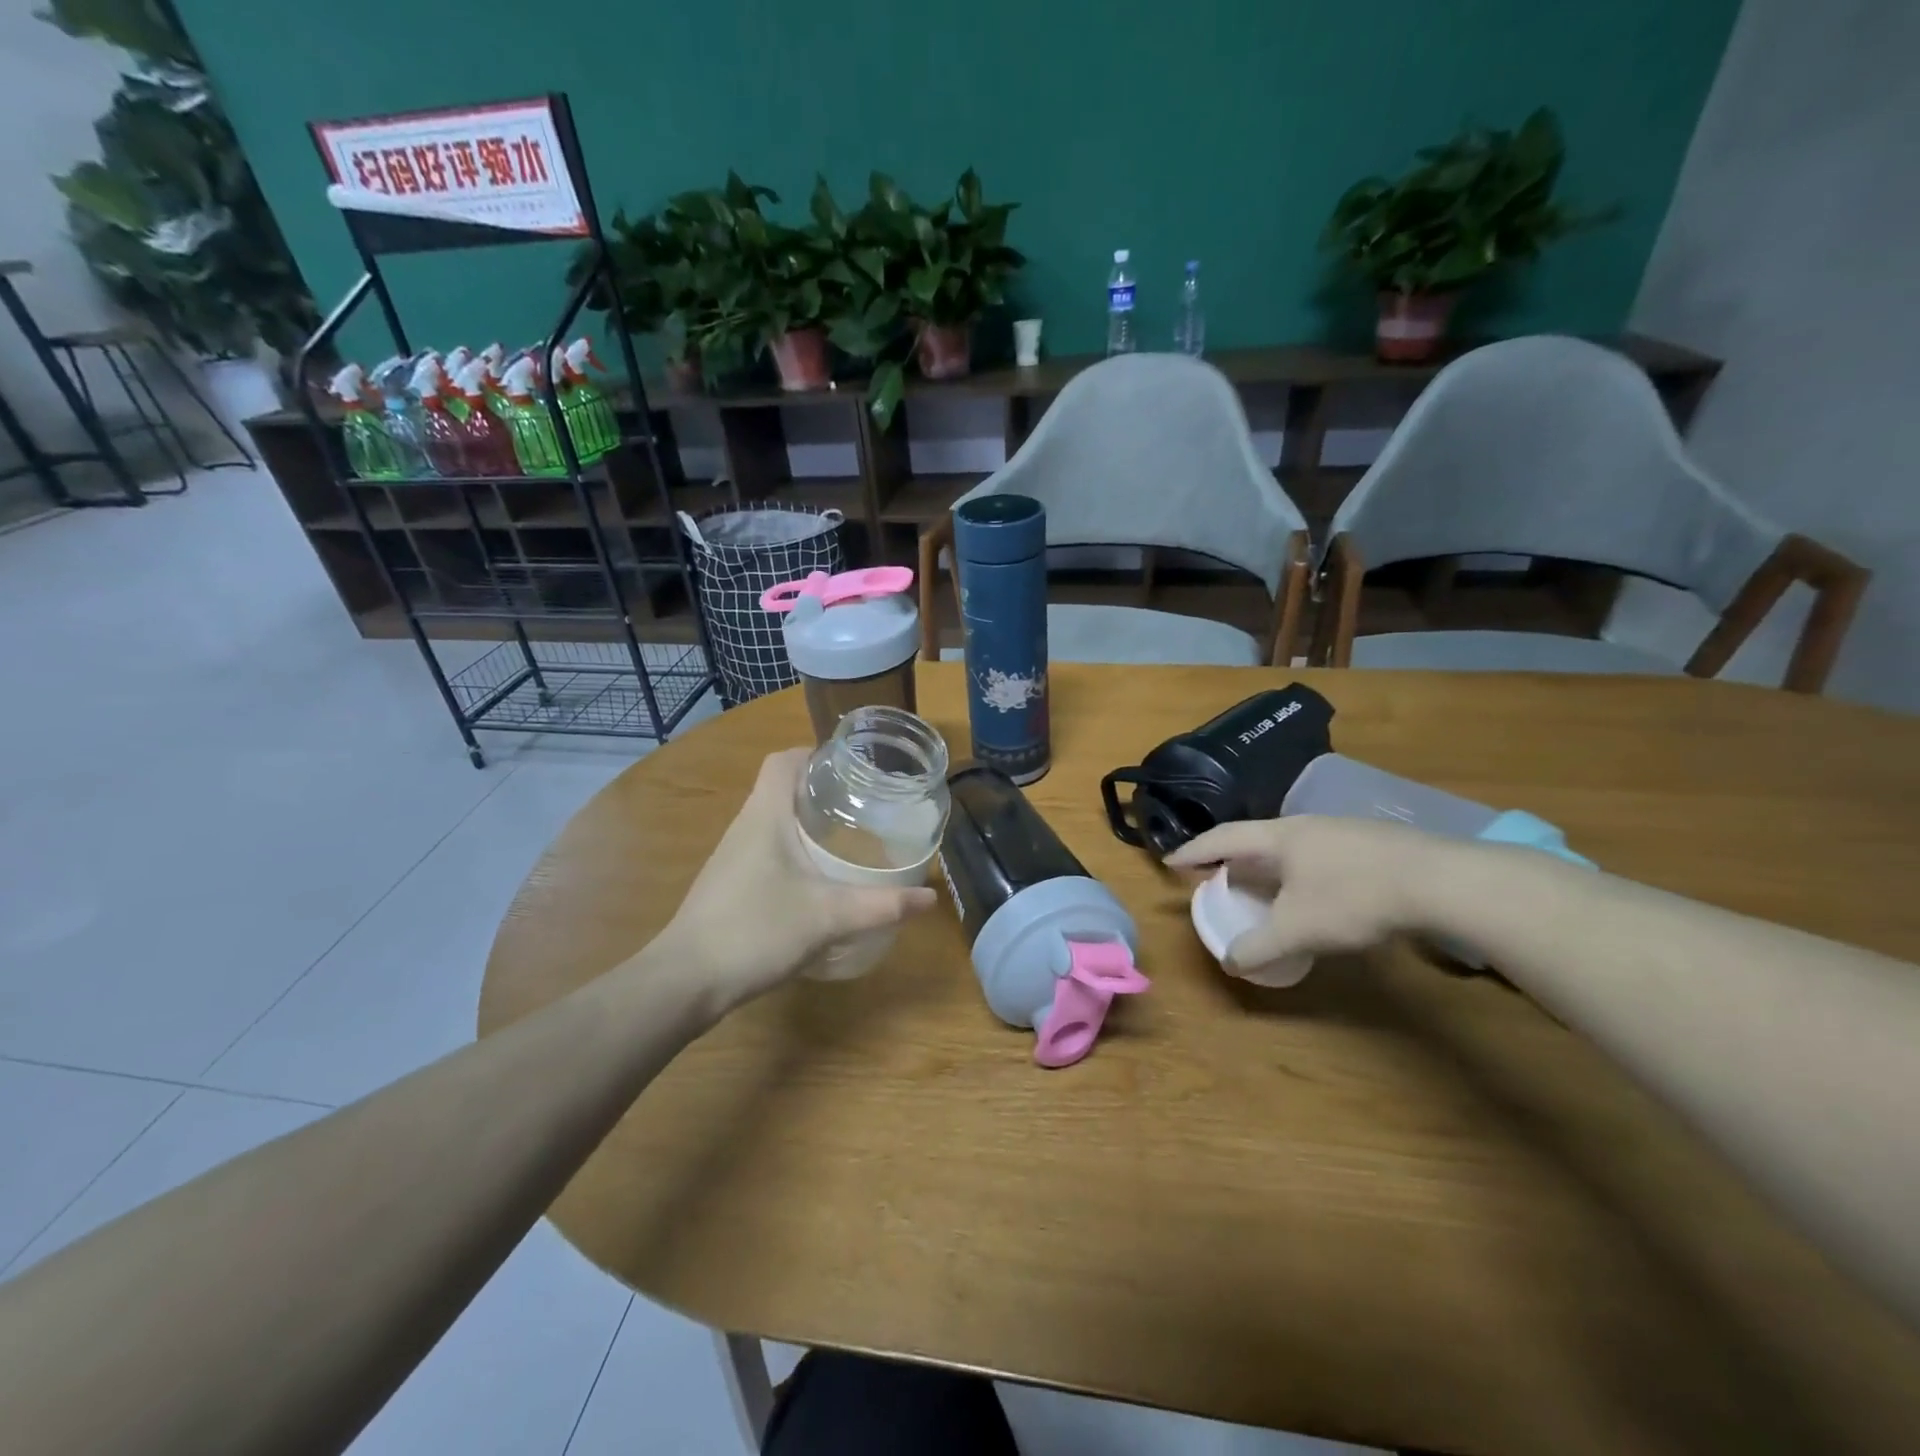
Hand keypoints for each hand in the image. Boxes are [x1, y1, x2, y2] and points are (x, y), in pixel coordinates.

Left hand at [659, 748, 936, 1013]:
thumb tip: (930, 897)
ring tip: (849, 836)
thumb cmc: (755, 930)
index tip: (852, 769)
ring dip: (808, 821)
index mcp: (765, 815)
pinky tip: (819, 877)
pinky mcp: (730, 883)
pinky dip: (794, 850)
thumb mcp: (828, 917)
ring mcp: (733, 856)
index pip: (783, 761)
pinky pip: (766, 849)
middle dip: (822, 790)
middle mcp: (745, 826)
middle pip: (782, 787)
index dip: (815, 754)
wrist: (686, 980)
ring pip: (774, 820)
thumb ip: (881, 906)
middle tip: (864, 804)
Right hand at [1164, 816, 1448, 972]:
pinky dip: (1300, 876)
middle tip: (1218, 880)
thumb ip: (1259, 947)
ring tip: (1264, 891)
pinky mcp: (1372, 846)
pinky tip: (1316, 897)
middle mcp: (1305, 827)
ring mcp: (1341, 832)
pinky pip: (1318, 858)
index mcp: (1278, 837)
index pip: (1223, 839)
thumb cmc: (1354, 897)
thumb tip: (1231, 962)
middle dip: (1232, 861)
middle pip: (1255, 840)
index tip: (1171, 861)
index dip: (1194, 851)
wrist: (1440, 882)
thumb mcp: (1298, 930)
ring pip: (1290, 849)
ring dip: (1269, 869)